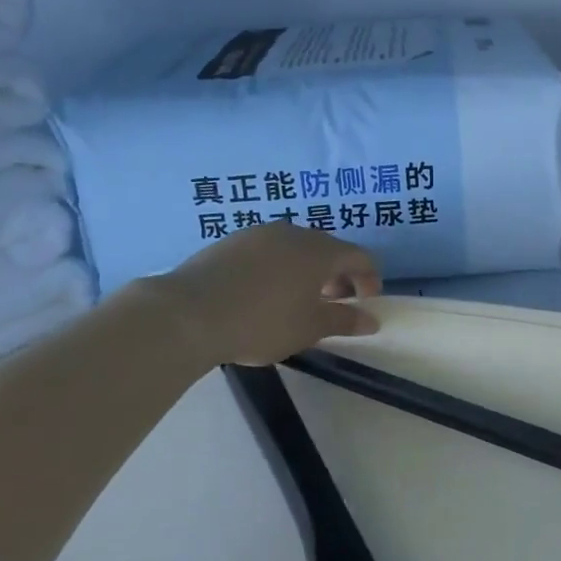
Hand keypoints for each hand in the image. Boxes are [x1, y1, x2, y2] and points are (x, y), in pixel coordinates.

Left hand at [149, 223, 381, 367]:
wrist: (187, 313)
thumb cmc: (262, 321)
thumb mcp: (310, 328)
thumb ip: (345, 320)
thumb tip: (372, 319)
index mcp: (320, 251)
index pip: (360, 257)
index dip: (369, 279)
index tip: (365, 303)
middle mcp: (294, 233)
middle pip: (329, 249)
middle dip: (338, 275)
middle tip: (333, 304)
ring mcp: (259, 233)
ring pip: (296, 248)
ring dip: (308, 270)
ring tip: (298, 300)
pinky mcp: (231, 241)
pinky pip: (268, 251)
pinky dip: (279, 268)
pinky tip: (264, 293)